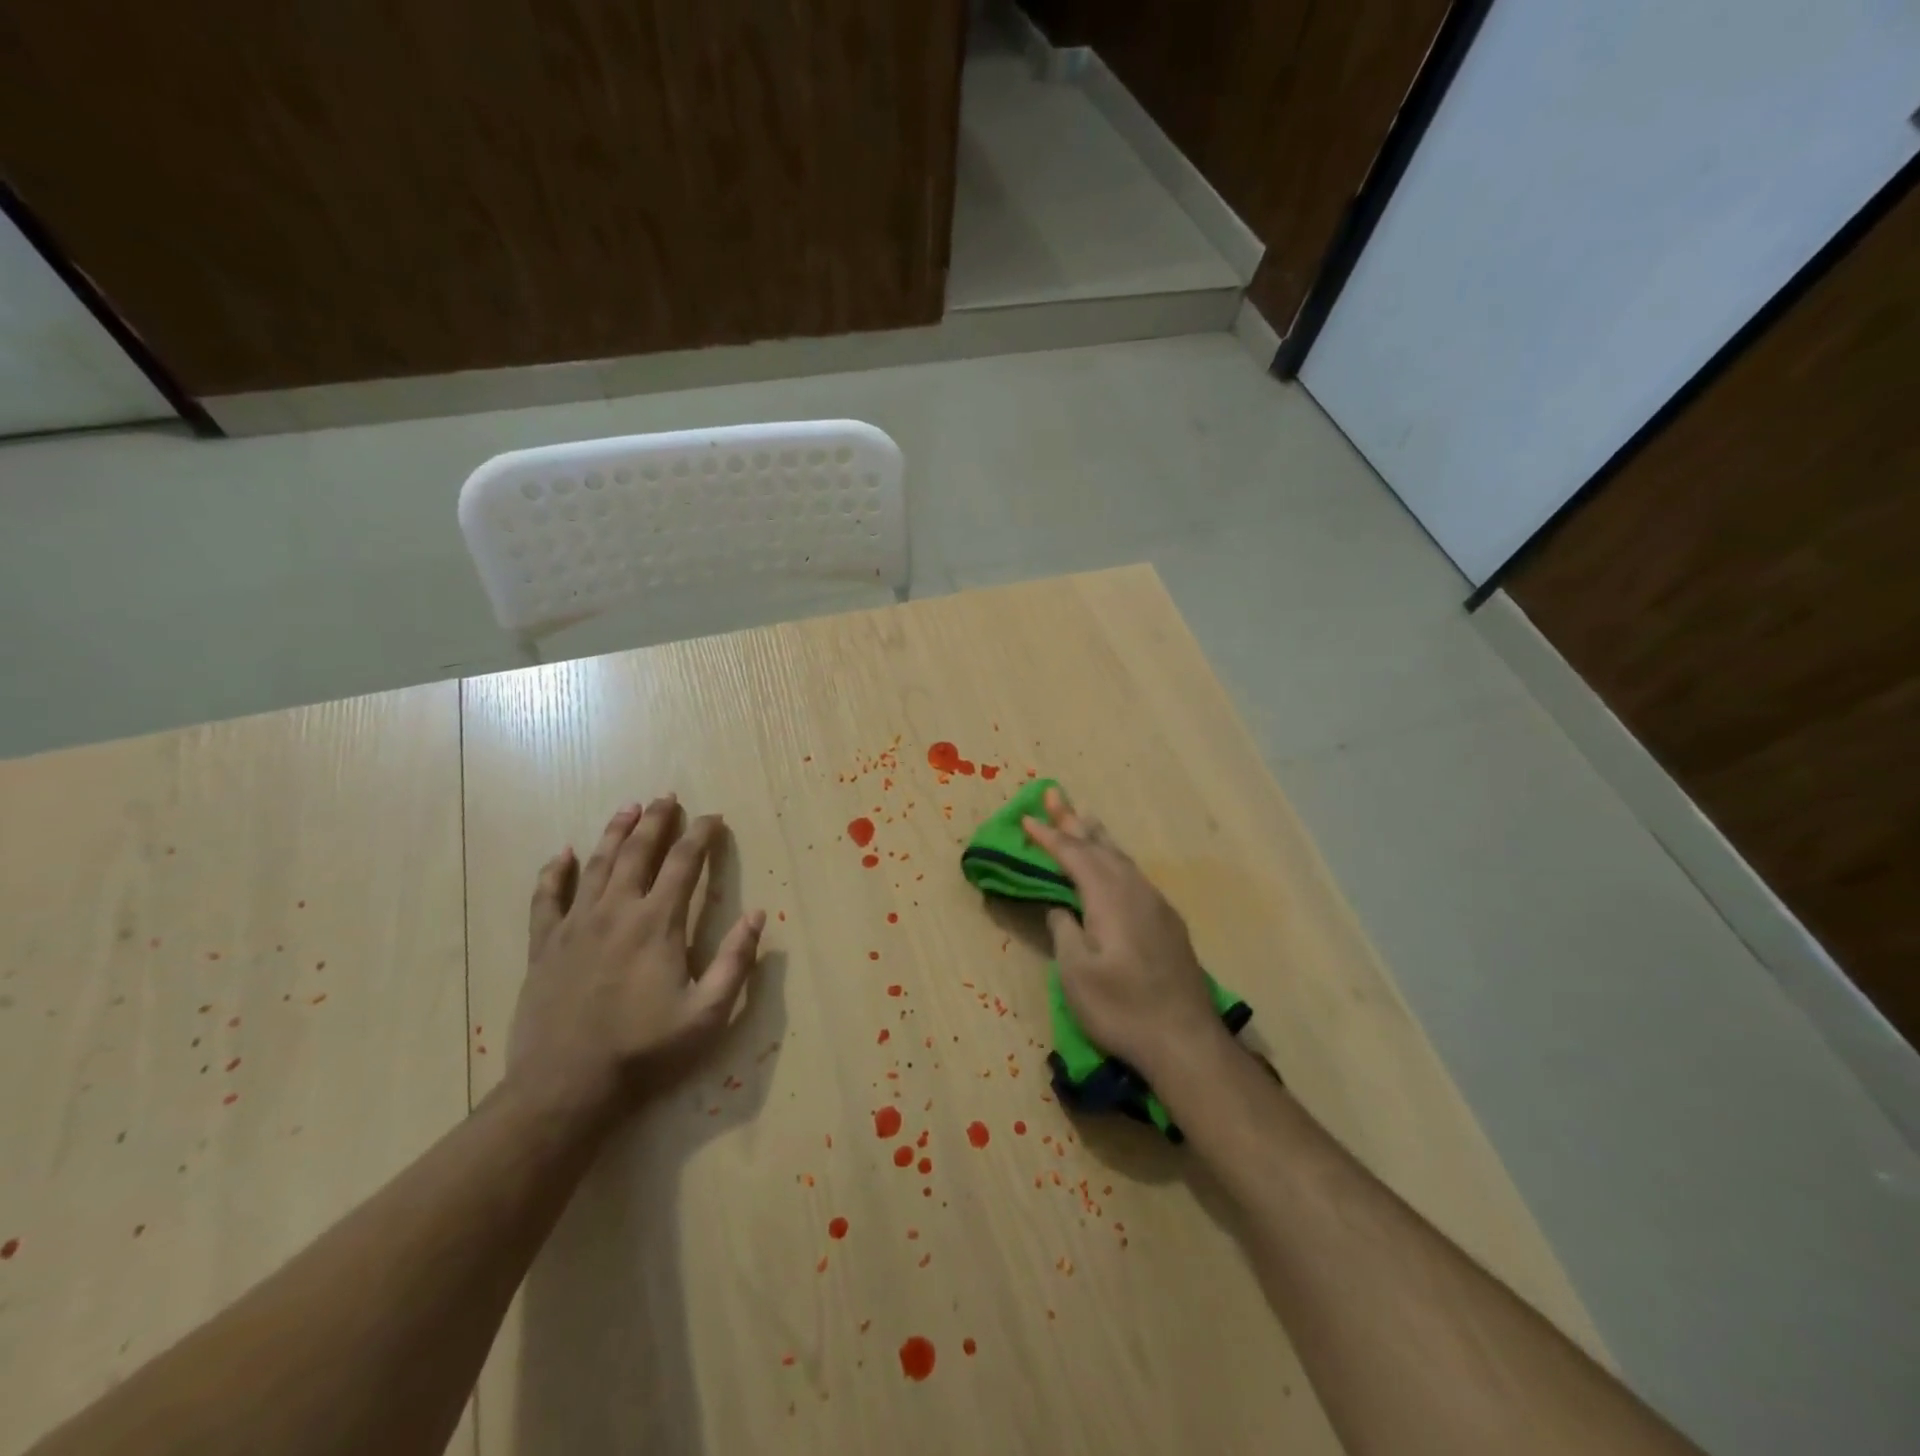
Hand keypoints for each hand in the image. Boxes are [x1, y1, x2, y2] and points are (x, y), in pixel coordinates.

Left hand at [507, 796, 764, 1124]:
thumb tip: (757, 915)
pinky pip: (546, 898)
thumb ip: (735, 961)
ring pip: (597, 864)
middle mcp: (616, 911)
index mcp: (658, 922)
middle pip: (638, 851)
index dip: (701, 835)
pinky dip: (554, 872)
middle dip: (656, 821)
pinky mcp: (543, 946)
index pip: (684, 862)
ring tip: (628, 808)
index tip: (713, 817)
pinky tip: (562, 854)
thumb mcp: (708, 1013)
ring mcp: (575, 925)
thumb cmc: (645, 1051)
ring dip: (615, 832)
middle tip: (667, 798)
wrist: (566, 1087)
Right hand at [1022, 786, 1225, 1078]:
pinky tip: (1114, 865)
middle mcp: (1135, 891)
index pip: (1074, 856)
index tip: (1027, 818)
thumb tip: (1061, 907)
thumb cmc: (1122, 1009)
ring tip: (1082, 817)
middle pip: (1100, 847)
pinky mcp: (1168, 922)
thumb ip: (1065, 931)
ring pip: (1121, 859)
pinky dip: (1115, 859)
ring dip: (1097, 837)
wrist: (1185, 1041)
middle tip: (1053, 795)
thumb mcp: (1077, 974)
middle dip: (1073, 822)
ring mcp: (1156, 905)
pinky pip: (1134, 875)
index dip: (1049, 837)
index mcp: (1109, 898)